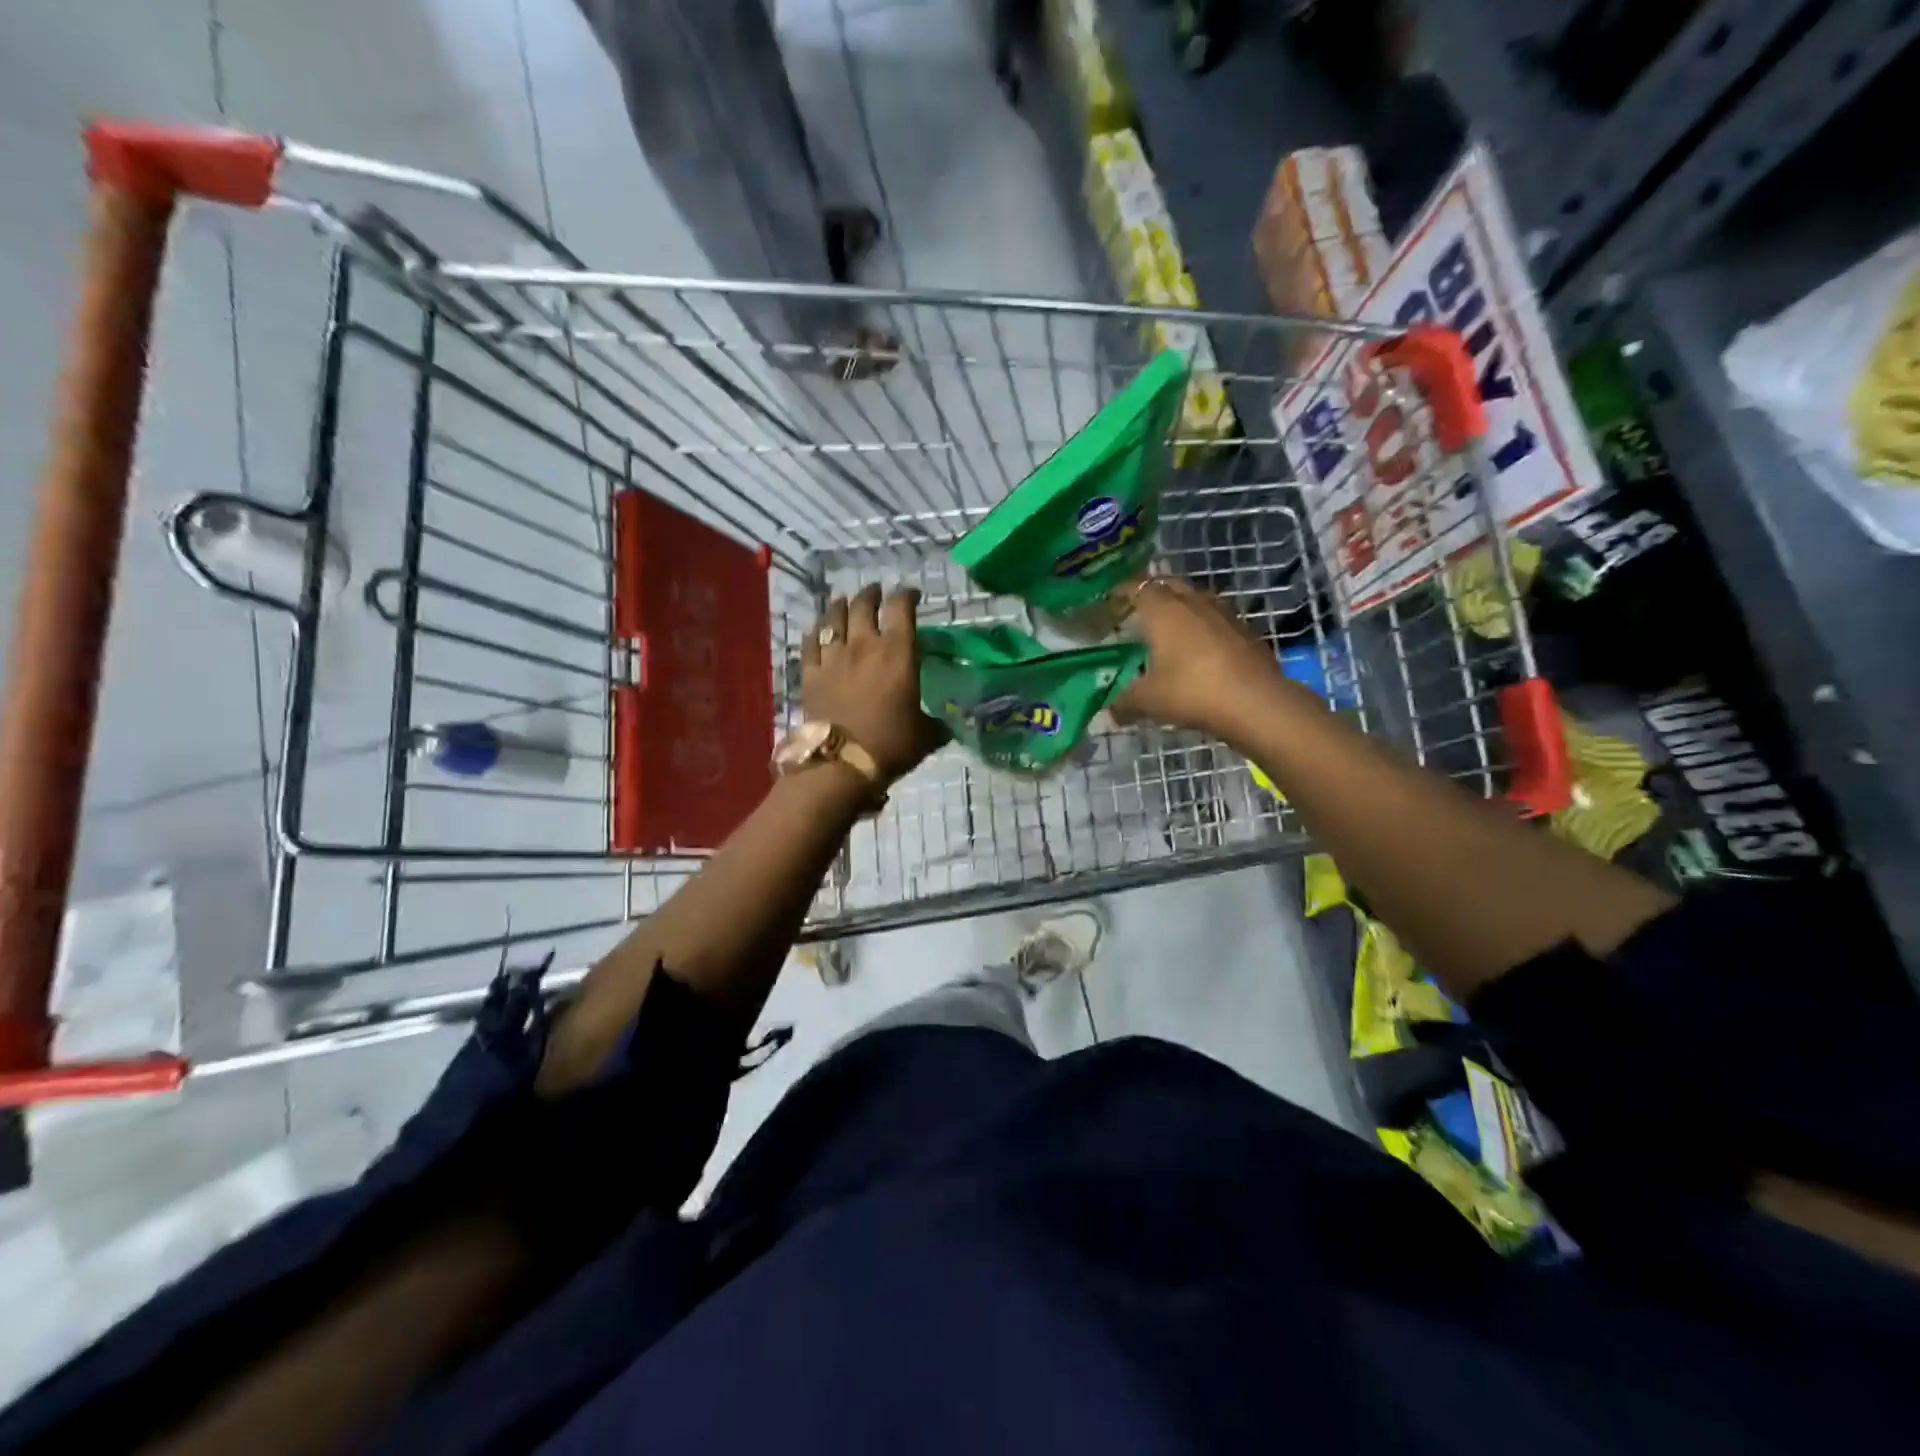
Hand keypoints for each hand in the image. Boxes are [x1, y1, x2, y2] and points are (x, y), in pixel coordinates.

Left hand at [802, 584, 943, 780]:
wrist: (842, 764)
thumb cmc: (891, 745)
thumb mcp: (925, 736)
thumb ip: (936, 724)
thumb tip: (947, 727)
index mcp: (898, 653)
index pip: (901, 608)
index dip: (907, 595)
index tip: (912, 595)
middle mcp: (864, 645)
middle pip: (864, 605)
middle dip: (872, 594)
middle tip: (877, 593)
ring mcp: (833, 657)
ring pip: (833, 618)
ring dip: (841, 606)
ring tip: (845, 602)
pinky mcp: (811, 674)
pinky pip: (810, 643)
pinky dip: (816, 632)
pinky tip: (818, 631)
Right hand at [1109, 576, 1296, 741]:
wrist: (1255, 702)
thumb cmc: (1192, 691)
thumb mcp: (1148, 700)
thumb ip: (1123, 702)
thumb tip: (1108, 712)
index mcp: (1163, 610)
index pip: (1136, 587)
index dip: (1121, 591)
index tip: (1110, 601)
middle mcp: (1192, 601)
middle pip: (1168, 584)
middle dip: (1152, 592)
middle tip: (1139, 610)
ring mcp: (1223, 612)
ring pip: (1196, 597)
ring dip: (1181, 605)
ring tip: (1170, 625)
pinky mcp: (1246, 629)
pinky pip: (1217, 617)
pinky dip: (1204, 624)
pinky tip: (1201, 645)